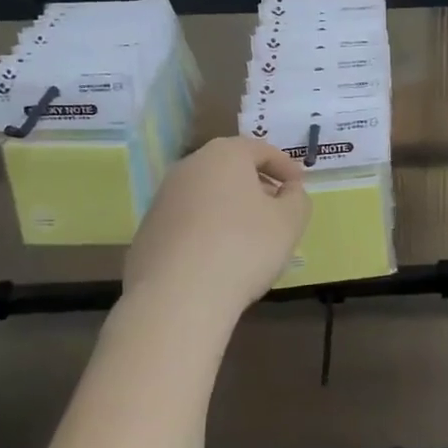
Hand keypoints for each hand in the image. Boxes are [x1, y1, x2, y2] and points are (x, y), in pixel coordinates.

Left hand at [123, 137, 310, 316]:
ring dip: (230, 208)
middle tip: (277, 209)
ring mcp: (162, 199)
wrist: (177, 297)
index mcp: (224, 155)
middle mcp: (189, 167)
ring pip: (206, 194)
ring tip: (249, 237)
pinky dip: (206, 230)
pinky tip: (218, 258)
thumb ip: (297, 198)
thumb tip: (289, 191)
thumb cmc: (243, 248)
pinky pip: (187, 222)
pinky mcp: (148, 231)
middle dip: (256, 185)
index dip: (286, 167)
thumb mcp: (290, 222)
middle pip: (230, 169)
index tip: (299, 187)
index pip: (261, 150)